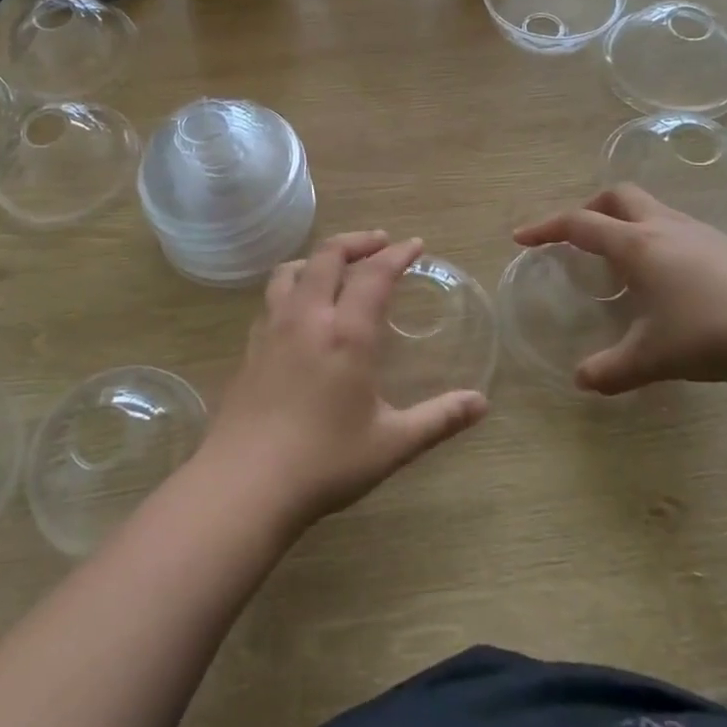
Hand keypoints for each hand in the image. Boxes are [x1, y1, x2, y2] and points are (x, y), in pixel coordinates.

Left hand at [206, 231, 489, 526]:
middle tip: (379, 243)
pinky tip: (299, 311)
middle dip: (357, 242)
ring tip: (335, 266)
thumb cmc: (325, 462)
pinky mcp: (250, 348)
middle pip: (328, 256)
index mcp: (346, 333)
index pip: (374, 274)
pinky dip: (292, 286)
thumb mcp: (392, 444)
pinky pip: (271, 298)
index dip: (397, 254)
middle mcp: (306, 318)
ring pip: (290, 271)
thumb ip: (439, 419)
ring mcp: (272, 330)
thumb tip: (481, 403)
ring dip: (318, 258)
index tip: (415, 245)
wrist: (245, 484)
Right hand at [513, 186, 726, 392]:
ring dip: (624, 221)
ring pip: (650, 208)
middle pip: (617, 196)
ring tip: (619, 260)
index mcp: (637, 245)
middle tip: (576, 237)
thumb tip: (581, 381)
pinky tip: (665, 276)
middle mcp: (664, 228)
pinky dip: (654, 238)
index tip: (522, 238)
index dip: (545, 228)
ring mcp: (700, 233)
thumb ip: (611, 369)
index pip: (579, 224)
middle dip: (589, 209)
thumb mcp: (654, 357)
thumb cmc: (713, 332)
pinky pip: (676, 227)